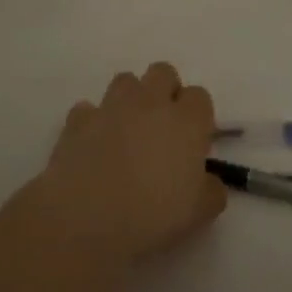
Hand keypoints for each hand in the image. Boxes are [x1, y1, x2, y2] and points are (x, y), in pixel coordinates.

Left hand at [39, 61, 226, 266]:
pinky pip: (88, 109)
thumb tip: (209, 181)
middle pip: (163, 72)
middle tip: (162, 128)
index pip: (200, 96)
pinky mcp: (79, 119)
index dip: (198, 116)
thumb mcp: (200, 213)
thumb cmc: (152, 215)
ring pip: (126, 80)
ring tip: (127, 131)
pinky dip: (93, 121)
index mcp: (186, 120)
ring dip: (130, 99)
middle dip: (165, 91)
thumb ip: (212, 190)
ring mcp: (112, 106)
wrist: (87, 219)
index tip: (193, 142)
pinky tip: (93, 144)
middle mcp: (151, 102)